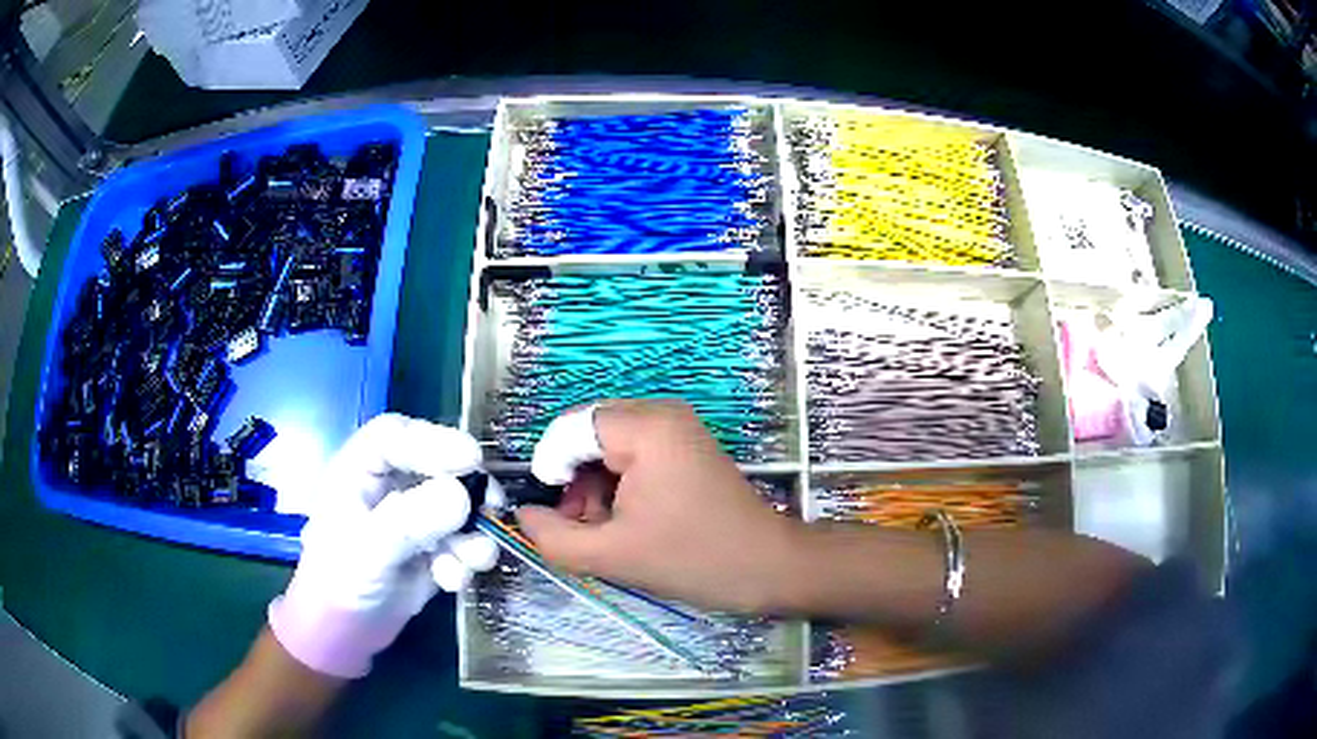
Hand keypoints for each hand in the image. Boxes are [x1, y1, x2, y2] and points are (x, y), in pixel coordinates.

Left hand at [268, 414, 502, 677]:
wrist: (345, 633)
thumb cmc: (338, 582)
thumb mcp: (368, 550)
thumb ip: (410, 521)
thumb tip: (462, 494)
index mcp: (359, 470)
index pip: (396, 437)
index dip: (433, 440)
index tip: (472, 458)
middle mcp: (388, 486)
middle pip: (436, 467)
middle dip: (467, 489)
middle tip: (492, 506)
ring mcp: (413, 517)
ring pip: (457, 507)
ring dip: (472, 533)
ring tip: (474, 560)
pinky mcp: (432, 548)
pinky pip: (461, 542)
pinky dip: (464, 560)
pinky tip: (451, 582)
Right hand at [515, 400, 800, 612]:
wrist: (767, 566)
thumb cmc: (693, 559)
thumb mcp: (612, 555)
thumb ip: (554, 536)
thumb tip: (523, 515)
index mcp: (646, 428)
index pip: (569, 428)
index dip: (550, 468)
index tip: (556, 513)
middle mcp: (661, 413)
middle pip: (587, 434)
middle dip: (574, 480)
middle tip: (581, 526)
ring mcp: (677, 427)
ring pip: (607, 445)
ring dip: (594, 486)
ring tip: (603, 530)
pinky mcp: (684, 445)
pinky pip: (632, 453)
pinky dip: (618, 484)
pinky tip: (625, 520)